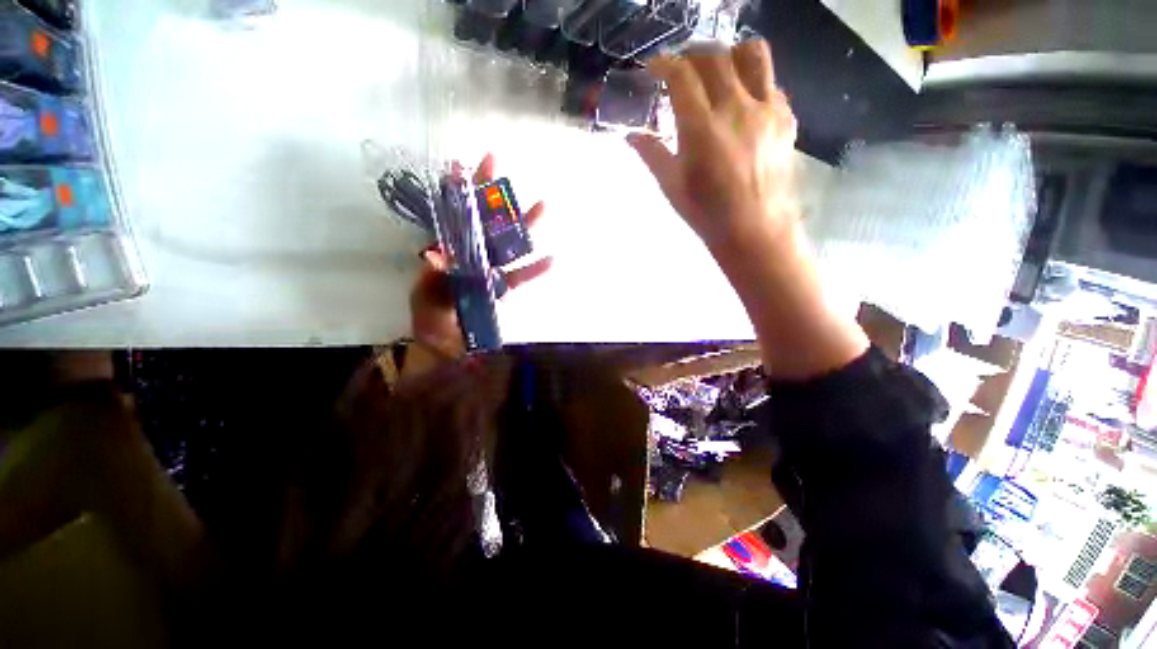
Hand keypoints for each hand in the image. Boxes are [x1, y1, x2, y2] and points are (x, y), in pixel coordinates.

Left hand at [410, 153, 552, 357]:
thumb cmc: (431, 315)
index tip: (462, 165)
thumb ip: (436, 276)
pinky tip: (551, 259)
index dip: (459, 192)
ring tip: (542, 206)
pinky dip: (534, 269)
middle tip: (500, 166)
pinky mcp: (501, 287)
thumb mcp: (428, 292)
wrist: (443, 342)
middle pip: (485, 222)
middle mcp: (470, 255)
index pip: (455, 216)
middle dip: (492, 195)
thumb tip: (438, 257)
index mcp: (448, 251)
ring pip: (508, 244)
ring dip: (524, 226)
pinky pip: (520, 276)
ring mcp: (489, 269)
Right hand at [628, 40, 798, 255]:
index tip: (654, 69)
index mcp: (701, 129)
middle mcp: (735, 109)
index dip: (664, 65)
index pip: (681, 76)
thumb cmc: (707, 213)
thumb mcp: (672, 186)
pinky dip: (752, 82)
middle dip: (691, 56)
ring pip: (752, 54)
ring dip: (729, 55)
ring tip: (717, 73)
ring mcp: (765, 110)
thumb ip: (652, 154)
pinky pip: (770, 82)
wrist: (754, 229)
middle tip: (681, 72)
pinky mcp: (785, 118)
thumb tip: (631, 136)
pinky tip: (741, 103)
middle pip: (714, 57)